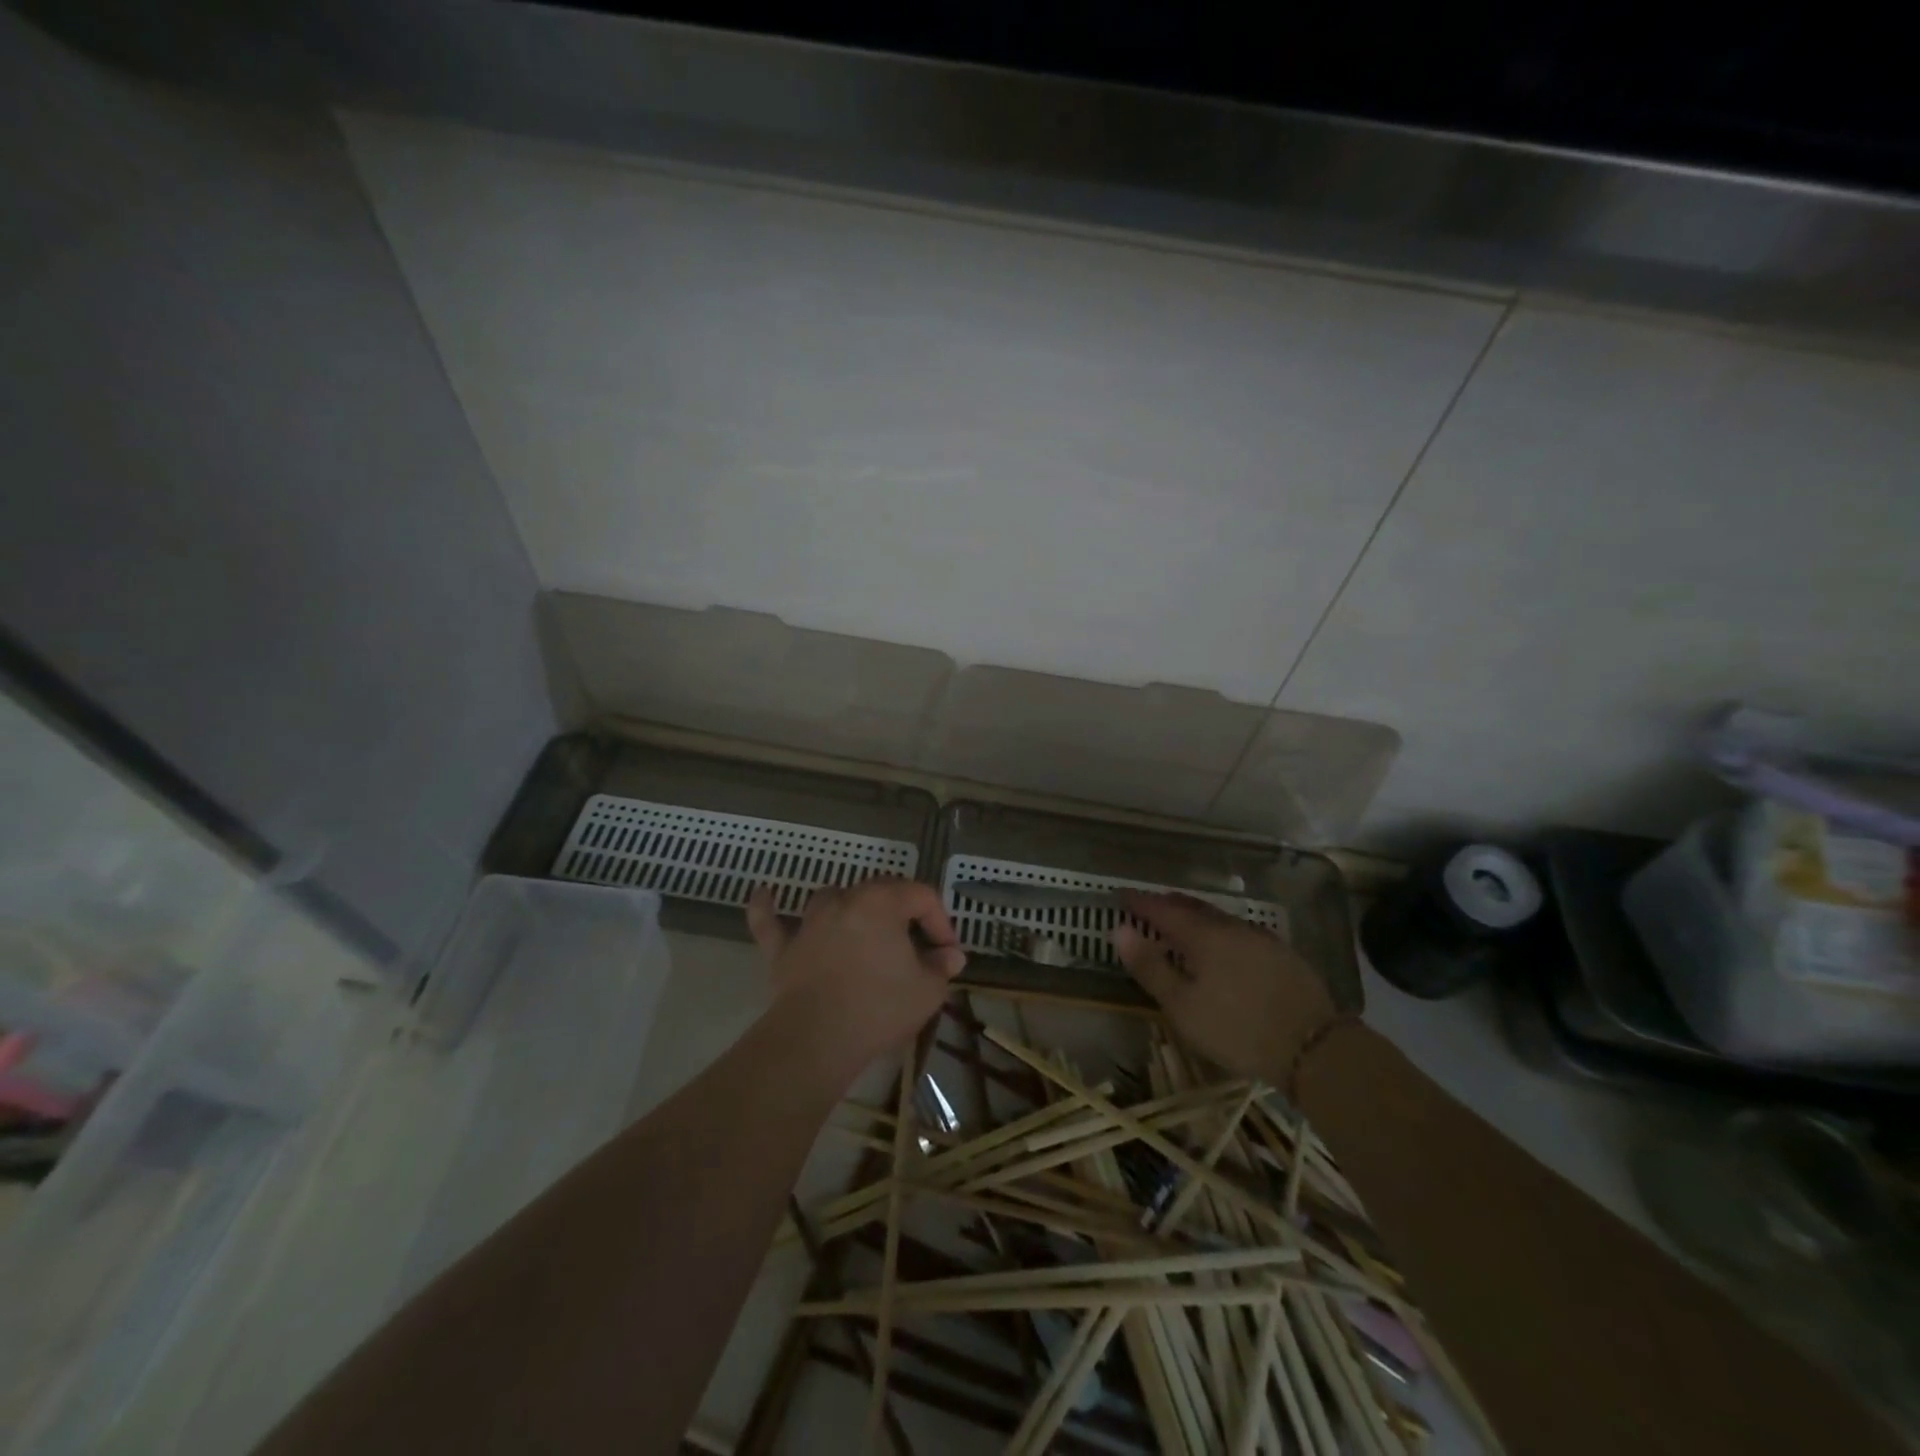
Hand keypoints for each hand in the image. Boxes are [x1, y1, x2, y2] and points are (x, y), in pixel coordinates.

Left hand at [746, 878, 965, 1078]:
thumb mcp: (927, 990)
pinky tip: (763, 893)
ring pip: (833, 898)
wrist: (817, 1039)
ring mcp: (810, 923)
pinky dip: (767, 908)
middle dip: (904, 913)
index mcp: (882, 902)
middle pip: (880, 891)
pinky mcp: (783, 949)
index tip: (947, 954)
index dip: (940, 921)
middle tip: (917, 946)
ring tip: (865, 928)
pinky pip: (771, 922)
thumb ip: (941, 967)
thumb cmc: (879, 1007)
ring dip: (852, 908)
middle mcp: (845, 901)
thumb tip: (950, 956)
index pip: (921, 895)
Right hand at [1115, 892, 1337, 1084]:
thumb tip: (1119, 930)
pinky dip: (1220, 933)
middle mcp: (1232, 928)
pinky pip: (1240, 933)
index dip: (1141, 902)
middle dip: (1168, 905)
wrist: (1315, 1049)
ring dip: (1196, 918)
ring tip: (1182, 926)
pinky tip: (1222, 948)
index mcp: (1203, 935)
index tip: (1121, 896)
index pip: (1163, 910)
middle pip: (1193, 908)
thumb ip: (1150, 967)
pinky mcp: (1282, 955)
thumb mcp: (1183, 1006)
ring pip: (1219, 919)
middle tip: (1149, 907)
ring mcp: (1261, 939)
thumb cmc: (1237, 1029)